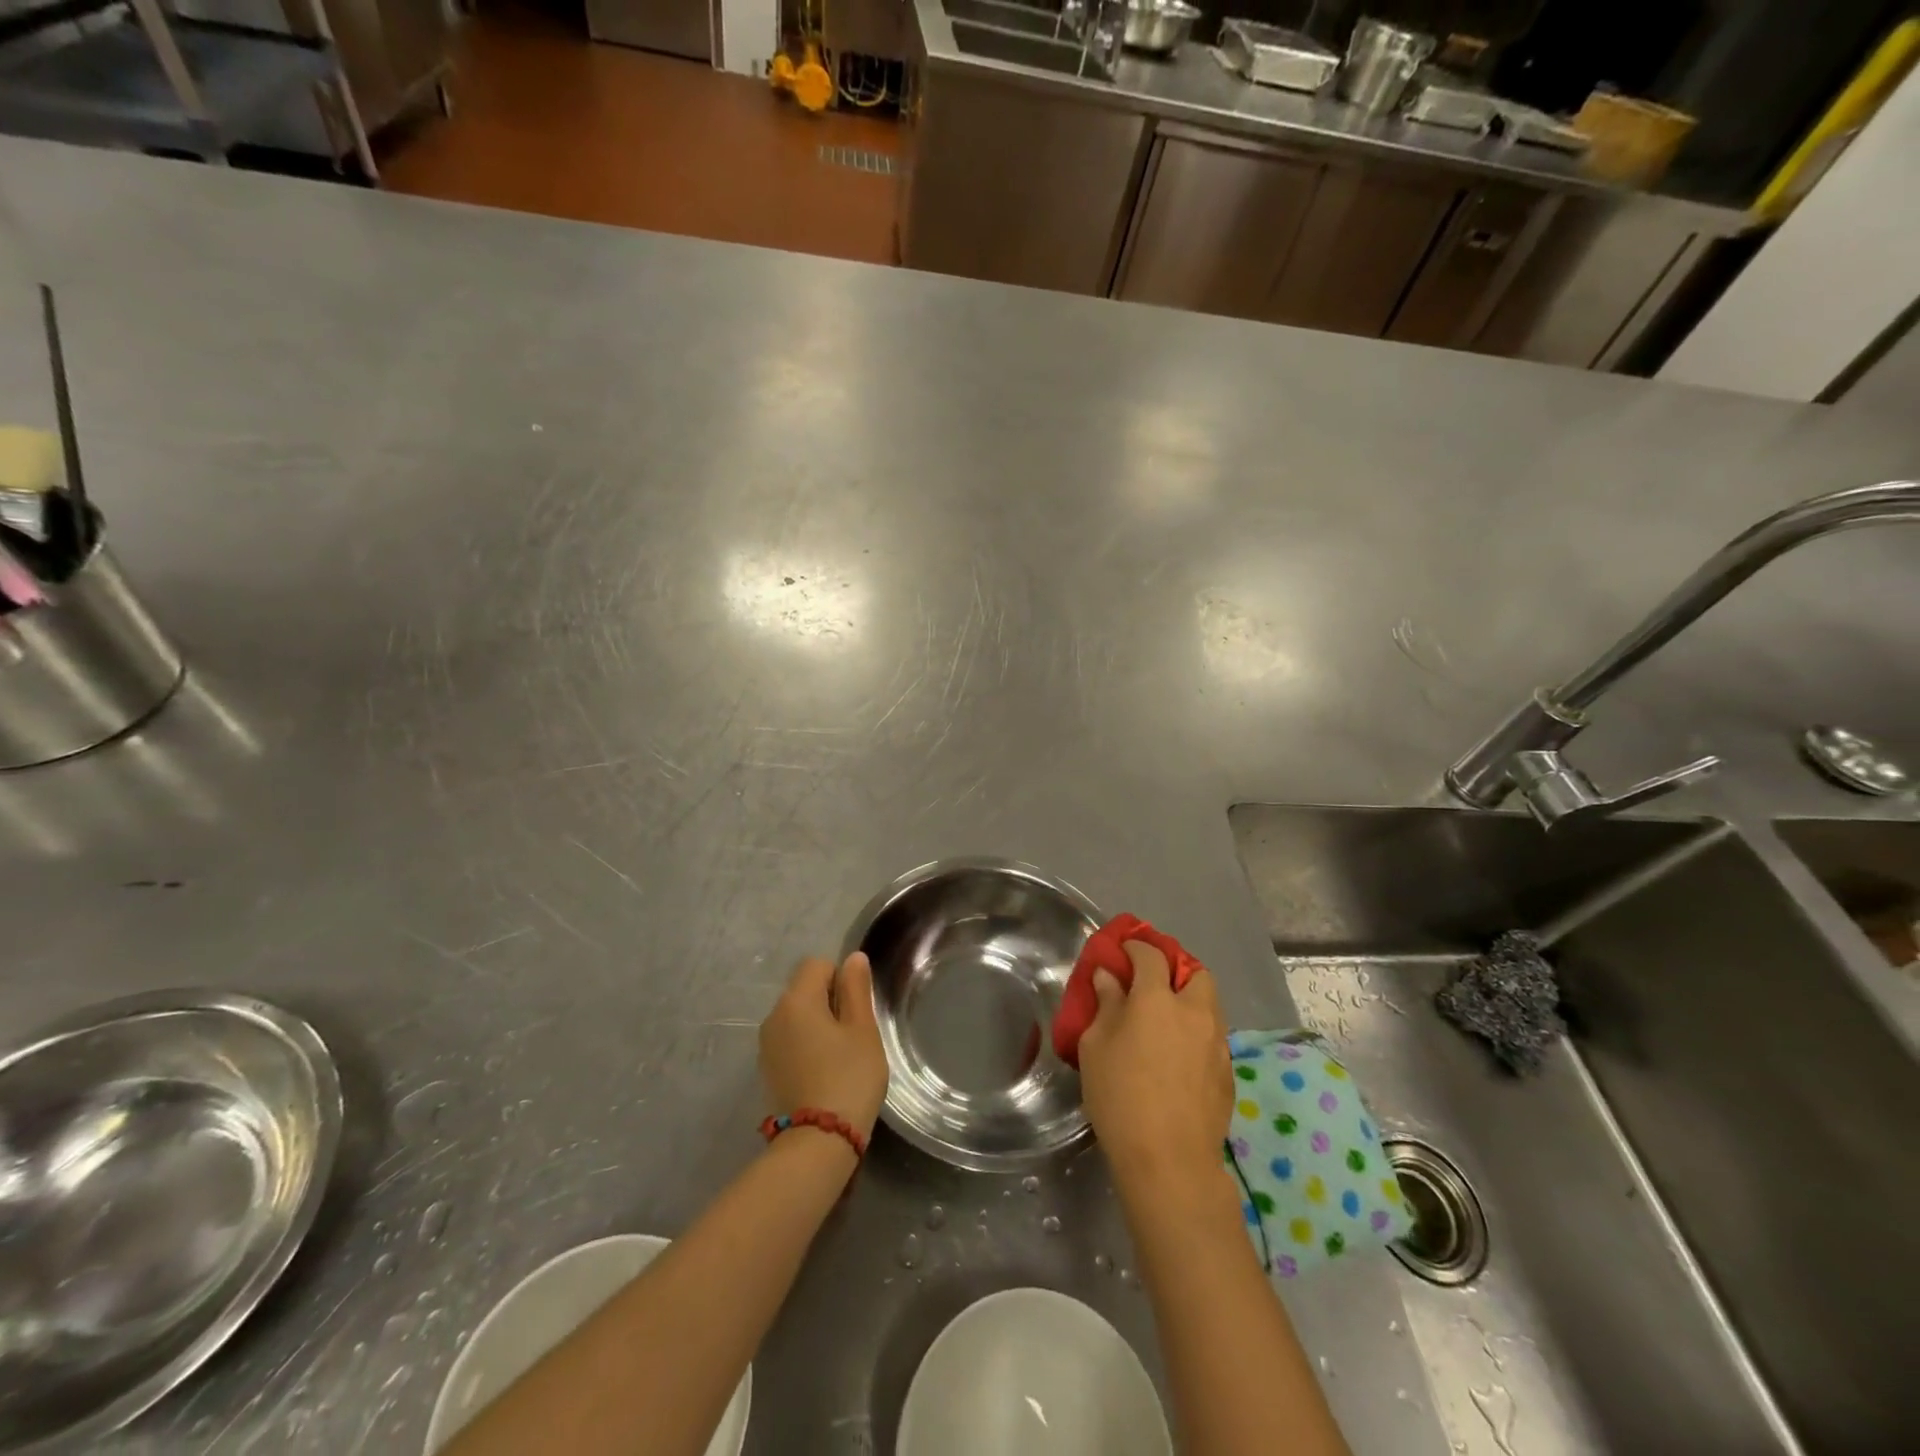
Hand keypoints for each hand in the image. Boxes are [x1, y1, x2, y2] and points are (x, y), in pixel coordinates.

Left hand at [760, 952, 888, 1139]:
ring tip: (840, 1058)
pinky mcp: (766, 1071)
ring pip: (797, 1017)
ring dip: (818, 1026)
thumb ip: (856, 989)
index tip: (856, 1011)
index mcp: (796, 1000)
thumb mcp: (862, 1030)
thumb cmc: (848, 1078)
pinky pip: (789, 1042)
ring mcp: (766, 1046)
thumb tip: (853, 958)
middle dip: (830, 1003)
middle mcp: (774, 1016)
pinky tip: (823, 1074)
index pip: (818, 965)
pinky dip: (806, 1048)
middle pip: (805, 990)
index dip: (842, 979)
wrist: (817, 1143)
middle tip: (853, 1036)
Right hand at [1078, 940, 1232, 1193]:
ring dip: (1189, 1001)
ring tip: (1165, 1021)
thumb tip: (1109, 977)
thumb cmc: (1120, 1096)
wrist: (1169, 1160)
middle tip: (1153, 984)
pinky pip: (1213, 1037)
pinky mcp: (1228, 1072)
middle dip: (1176, 969)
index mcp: (1158, 998)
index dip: (1136, 947)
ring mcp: (1217, 1042)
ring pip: (1209, 1004)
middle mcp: (1194, 1011)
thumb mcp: (1097, 1046)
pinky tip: (1178, 1057)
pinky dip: (1197, 1033)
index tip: (1122, 952)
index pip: (1151, 955)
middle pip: (1195, 972)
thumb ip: (1106, 1004)